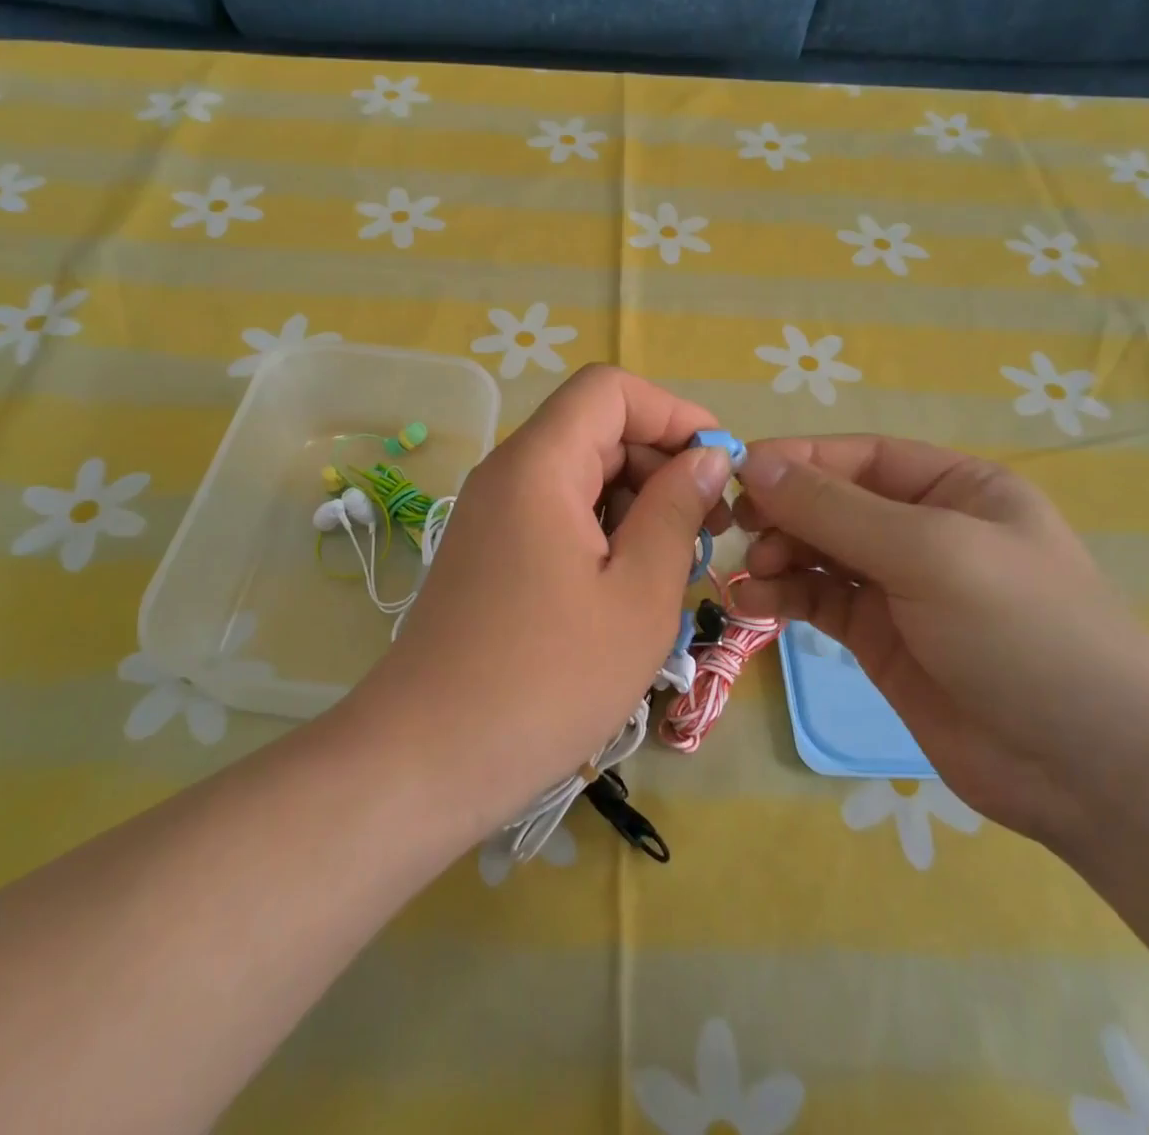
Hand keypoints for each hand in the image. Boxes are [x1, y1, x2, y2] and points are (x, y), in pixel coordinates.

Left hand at [336, 366, 732, 840]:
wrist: (429, 759)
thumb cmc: (547, 679)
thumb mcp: (638, 594)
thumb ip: (676, 510)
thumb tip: (708, 458)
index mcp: (539, 465)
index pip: (610, 389)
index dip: (673, 413)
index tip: (719, 467)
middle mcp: (508, 474)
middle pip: (596, 429)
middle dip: (661, 463)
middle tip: (709, 531)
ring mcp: (493, 514)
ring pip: (580, 475)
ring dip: (637, 504)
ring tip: (675, 567)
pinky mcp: (490, 552)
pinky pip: (557, 514)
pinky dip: (603, 532)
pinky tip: (629, 587)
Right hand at [733, 436, 1148, 849]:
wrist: (1093, 771)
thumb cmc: (1023, 632)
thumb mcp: (929, 553)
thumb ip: (835, 509)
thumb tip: (753, 463)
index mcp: (952, 488)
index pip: (858, 457)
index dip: (796, 460)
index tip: (736, 473)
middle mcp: (922, 529)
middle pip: (832, 503)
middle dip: (784, 511)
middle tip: (739, 529)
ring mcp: (899, 587)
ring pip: (819, 552)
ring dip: (778, 555)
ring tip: (751, 573)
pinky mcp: (879, 638)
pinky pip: (819, 600)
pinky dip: (784, 596)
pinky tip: (754, 602)